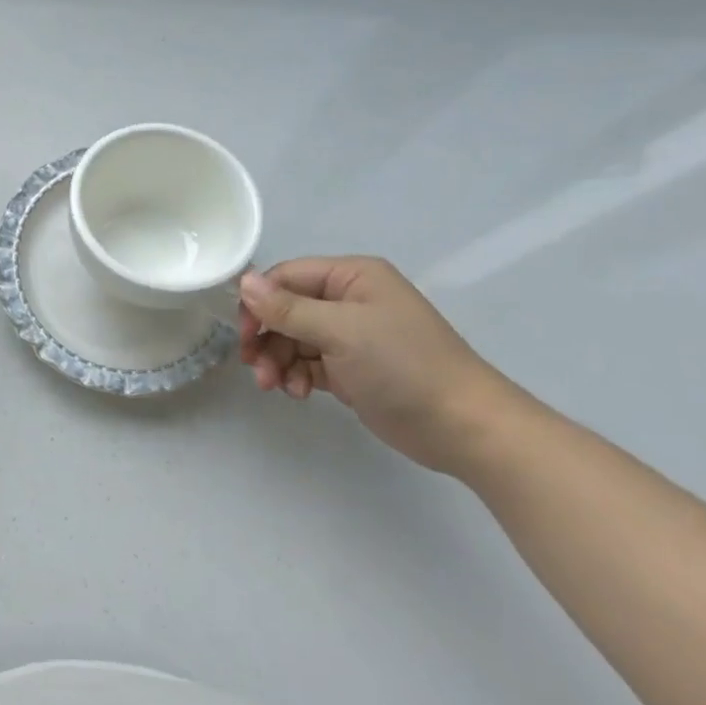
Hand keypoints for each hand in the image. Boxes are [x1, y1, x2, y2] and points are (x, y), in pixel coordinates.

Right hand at [238, 256, 524, 474]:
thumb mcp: (340, 331)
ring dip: (278, 360)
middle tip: (253, 366)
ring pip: (294, 338)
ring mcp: (351, 335)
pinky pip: (309, 362)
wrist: (464, 428)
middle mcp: (349, 299)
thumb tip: (243, 281)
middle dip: (267, 337)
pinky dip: (297, 375)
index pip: (287, 277)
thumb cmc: (402, 365)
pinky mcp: (352, 368)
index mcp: (351, 276)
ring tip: (275, 386)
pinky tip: (298, 393)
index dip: (259, 301)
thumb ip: (288, 308)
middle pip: (287, 309)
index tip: (242, 333)